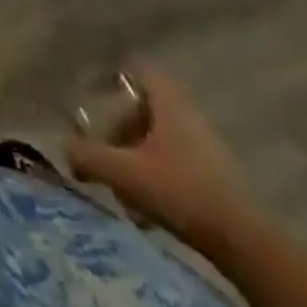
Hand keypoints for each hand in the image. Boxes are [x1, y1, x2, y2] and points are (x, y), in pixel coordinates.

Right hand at [64, 72, 252, 246]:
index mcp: (167, 99)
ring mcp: (205, 140)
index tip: (94, 95)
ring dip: (137, 152)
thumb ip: (91, 156)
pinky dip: (156, 170)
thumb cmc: (180, 190)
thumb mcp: (126, 173)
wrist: (242, 239)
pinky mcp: (215, 171)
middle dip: (122, 126)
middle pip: (145, 105)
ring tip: (122, 183)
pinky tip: (147, 203)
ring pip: (159, 134)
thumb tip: (65, 147)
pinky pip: (175, 158)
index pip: (138, 68)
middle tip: (105, 149)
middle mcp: (187, 110)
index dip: (114, 76)